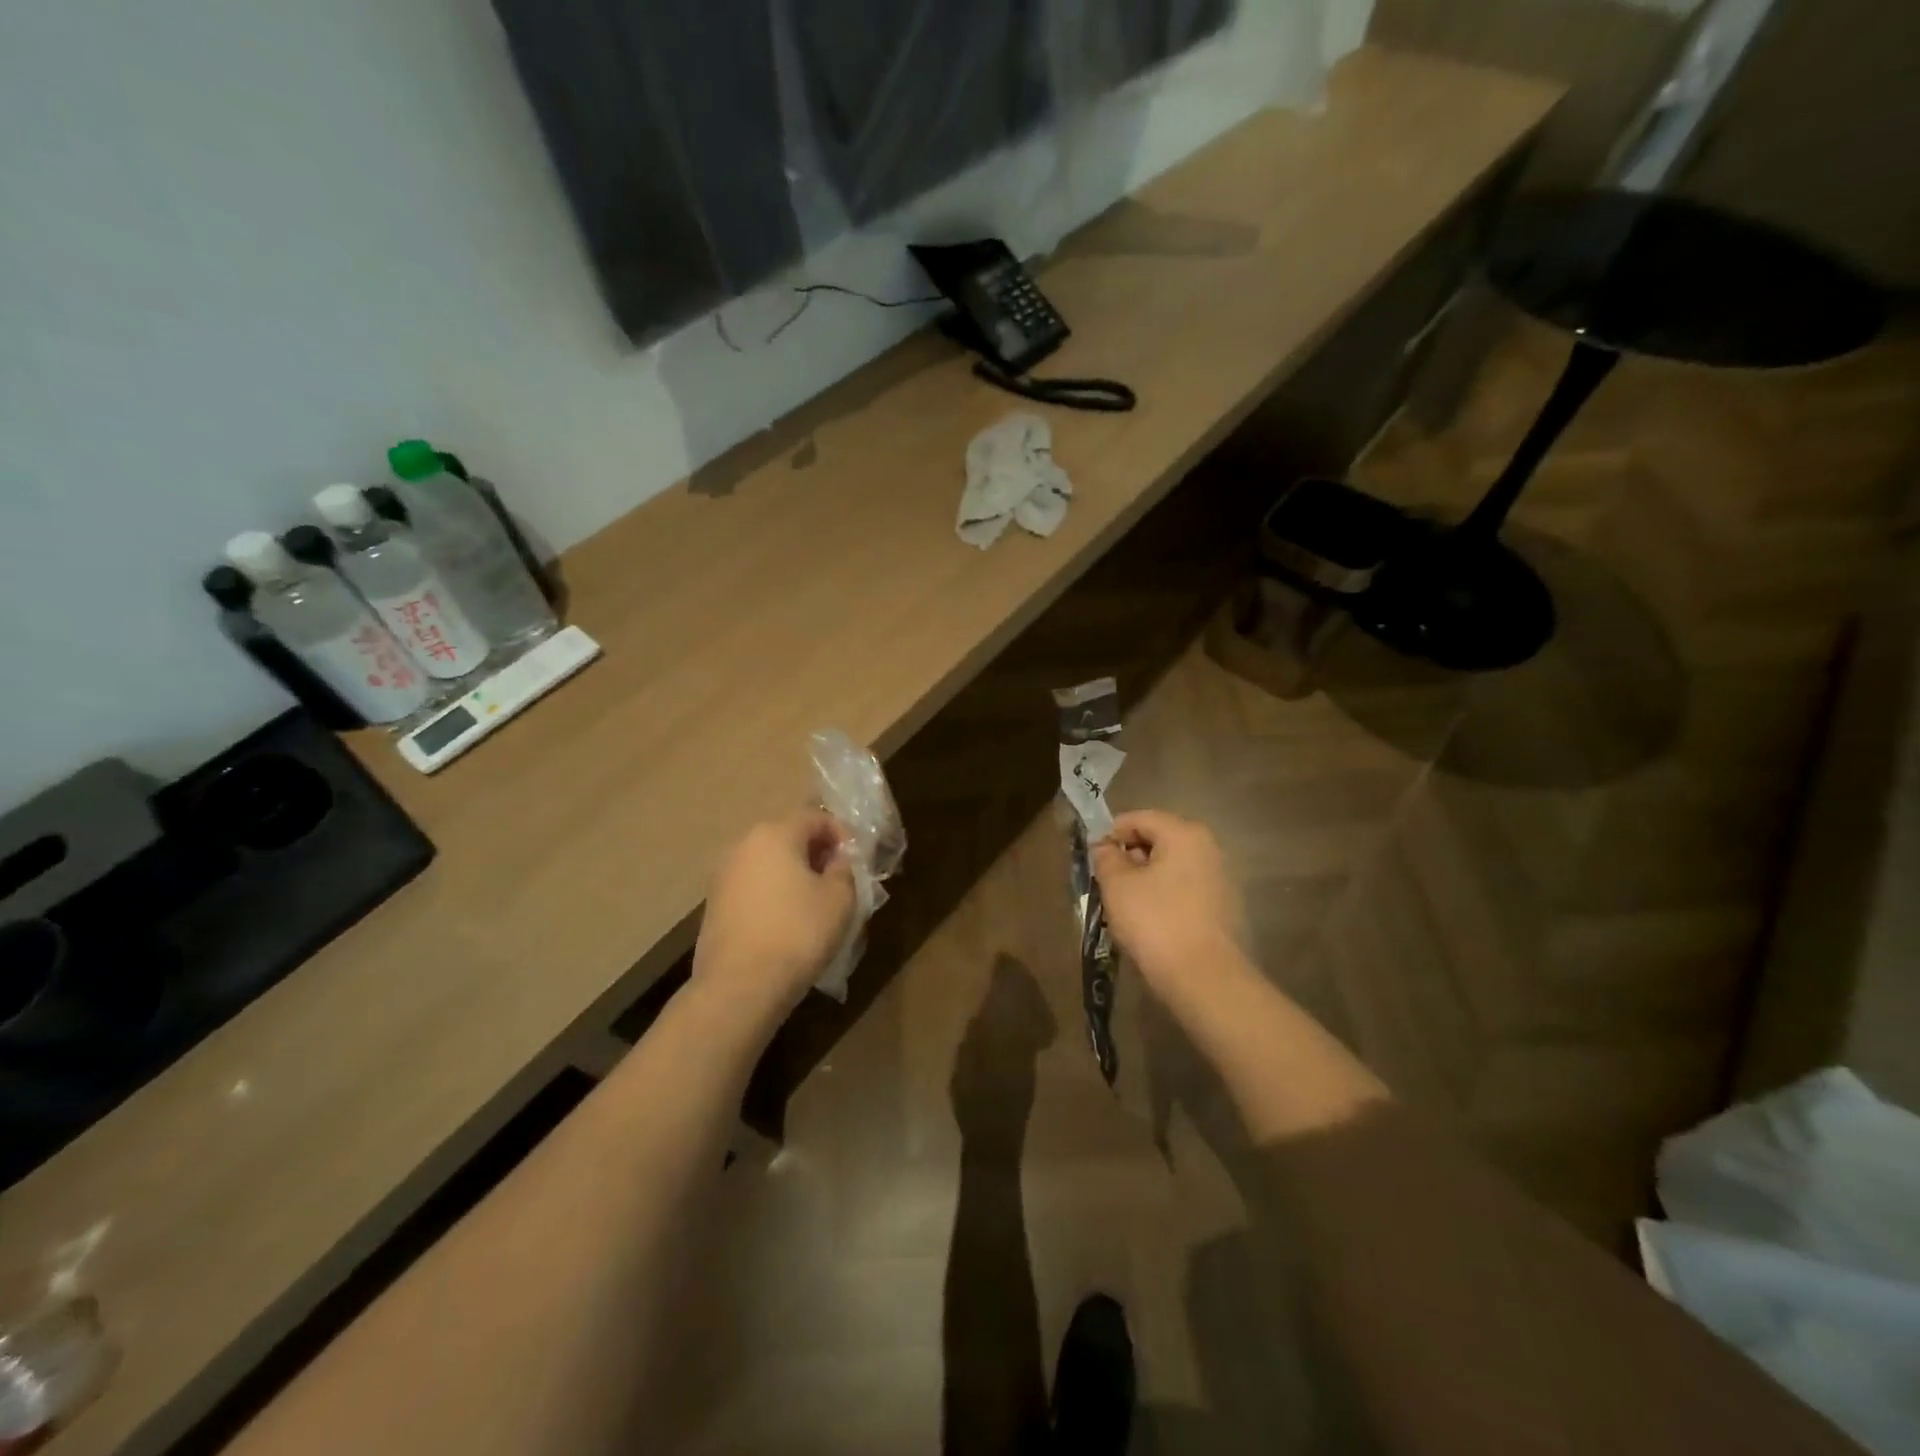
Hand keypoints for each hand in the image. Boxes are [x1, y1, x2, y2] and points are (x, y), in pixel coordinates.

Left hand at [693, 809, 856, 1018]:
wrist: (739, 987)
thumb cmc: (797, 933)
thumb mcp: (839, 899)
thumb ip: (844, 868)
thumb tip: (837, 858)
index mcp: (775, 833)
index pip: (816, 816)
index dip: (841, 833)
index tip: (856, 859)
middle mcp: (744, 844)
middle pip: (788, 835)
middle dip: (816, 851)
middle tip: (839, 878)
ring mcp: (723, 874)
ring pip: (768, 860)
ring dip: (794, 872)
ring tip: (815, 900)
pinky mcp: (714, 903)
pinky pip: (753, 884)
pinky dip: (773, 891)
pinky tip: (787, 919)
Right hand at [1090, 810, 1243, 991]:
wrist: (1204, 978)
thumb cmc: (1155, 921)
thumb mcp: (1117, 885)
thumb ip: (1106, 857)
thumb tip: (1105, 846)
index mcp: (1184, 833)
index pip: (1139, 818)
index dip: (1111, 834)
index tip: (1093, 859)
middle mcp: (1208, 848)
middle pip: (1157, 840)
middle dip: (1128, 858)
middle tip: (1106, 884)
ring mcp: (1220, 878)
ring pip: (1170, 867)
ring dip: (1144, 879)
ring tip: (1124, 906)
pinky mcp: (1223, 907)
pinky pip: (1184, 889)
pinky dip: (1163, 897)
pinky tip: (1149, 922)